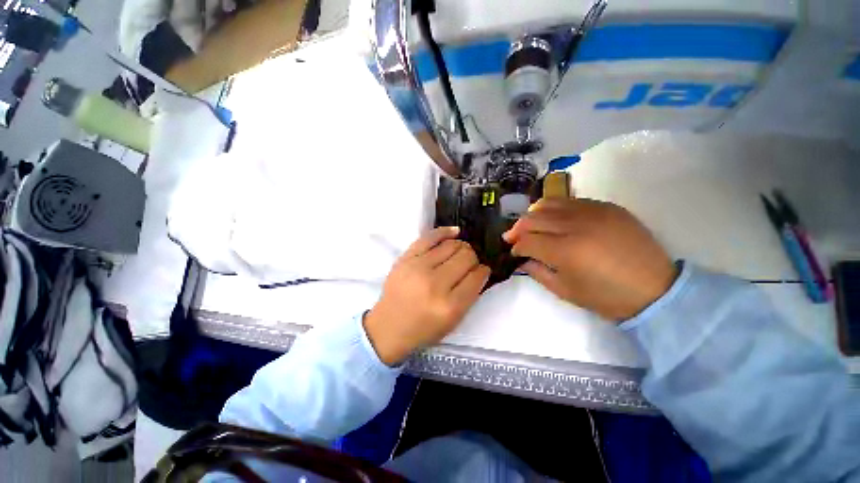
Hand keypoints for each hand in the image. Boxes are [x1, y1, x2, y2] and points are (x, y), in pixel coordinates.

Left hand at [365, 227, 490, 364]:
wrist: (388, 326)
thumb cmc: (423, 329)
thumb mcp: (453, 322)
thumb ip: (470, 296)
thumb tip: (479, 271)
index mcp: (450, 306)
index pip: (476, 277)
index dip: (483, 271)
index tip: (482, 271)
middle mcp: (435, 284)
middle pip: (466, 257)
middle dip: (473, 258)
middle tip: (469, 263)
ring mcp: (418, 268)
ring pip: (451, 245)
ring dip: (461, 247)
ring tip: (460, 252)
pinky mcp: (406, 258)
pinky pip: (430, 237)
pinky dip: (445, 232)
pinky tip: (455, 232)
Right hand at [503, 198, 677, 321]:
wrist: (656, 289)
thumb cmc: (607, 297)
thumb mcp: (565, 291)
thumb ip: (537, 272)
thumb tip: (522, 260)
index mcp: (565, 251)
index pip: (528, 241)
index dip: (516, 246)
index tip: (514, 252)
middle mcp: (576, 225)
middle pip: (533, 218)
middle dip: (517, 228)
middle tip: (512, 237)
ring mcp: (593, 212)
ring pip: (549, 203)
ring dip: (533, 214)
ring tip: (529, 224)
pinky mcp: (607, 206)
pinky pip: (570, 201)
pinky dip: (554, 208)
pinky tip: (553, 218)